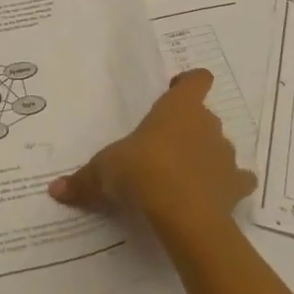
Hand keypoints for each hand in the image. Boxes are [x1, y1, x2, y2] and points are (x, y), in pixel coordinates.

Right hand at [48, 69, 255, 236]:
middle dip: (188, 128)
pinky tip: (214, 197)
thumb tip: (54, 189)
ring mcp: (225, 155)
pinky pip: (238, 181)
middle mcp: (207, 124)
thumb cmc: (142, 171)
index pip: (197, 80)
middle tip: (164, 146)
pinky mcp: (236, 186)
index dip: (189, 83)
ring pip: (220, 147)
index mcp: (178, 108)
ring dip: (206, 157)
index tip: (175, 90)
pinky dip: (230, 186)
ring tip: (184, 177)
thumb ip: (83, 179)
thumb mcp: (104, 171)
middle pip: (204, 116)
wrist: (183, 213)